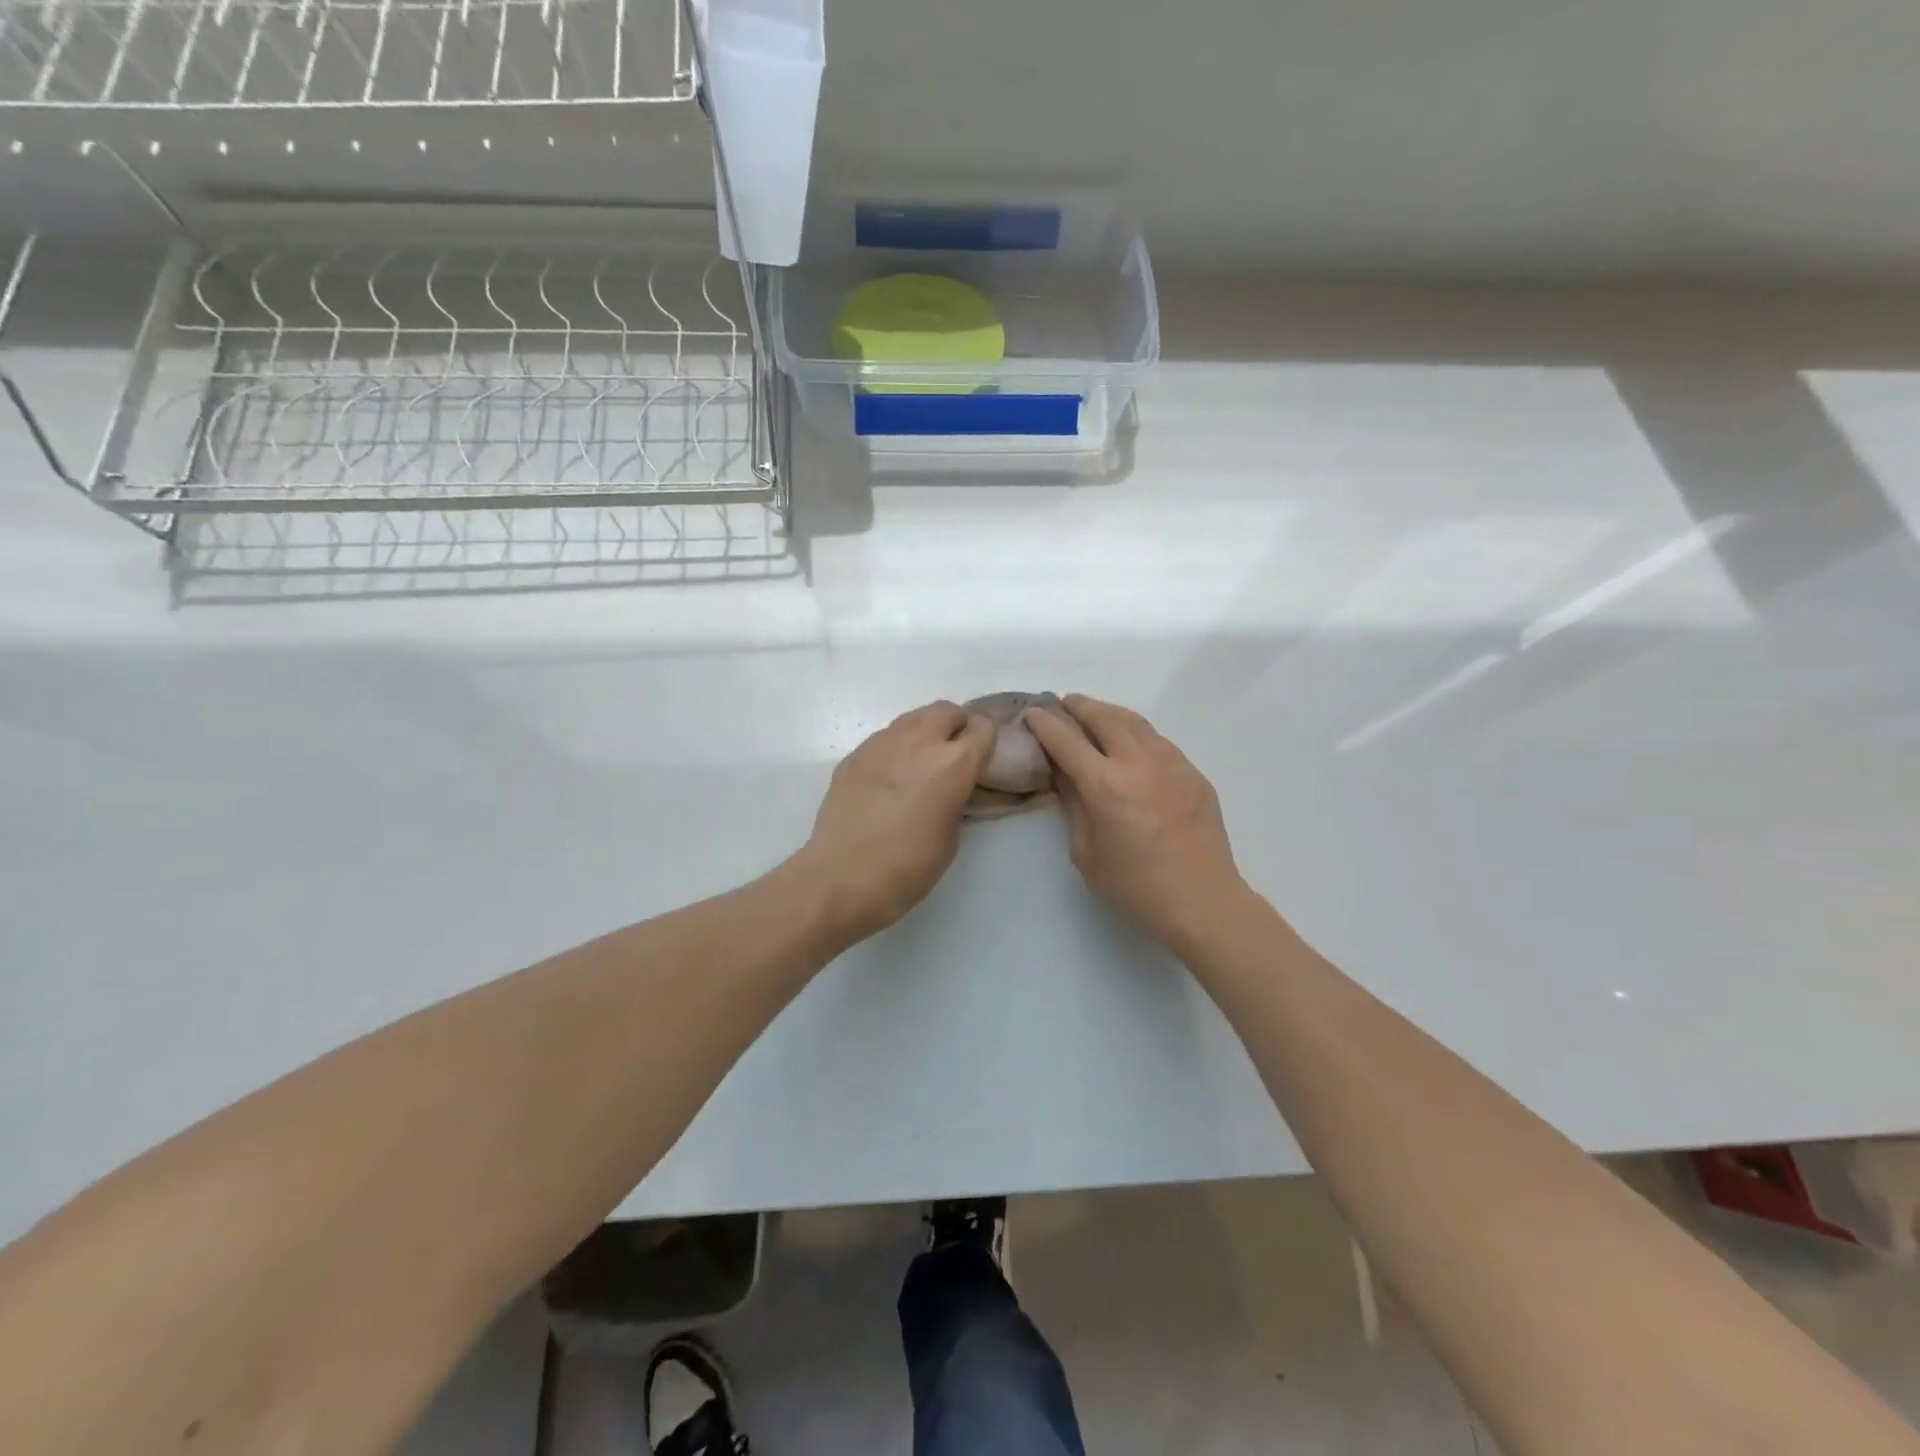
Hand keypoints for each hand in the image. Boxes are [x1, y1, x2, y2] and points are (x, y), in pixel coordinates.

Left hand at [798, 701, 995, 942]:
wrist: (843, 877)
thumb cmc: (907, 867)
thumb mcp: (951, 837)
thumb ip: (957, 800)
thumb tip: (951, 790)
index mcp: (955, 763)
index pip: (983, 728)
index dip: (986, 742)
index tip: (982, 760)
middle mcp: (920, 741)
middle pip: (947, 711)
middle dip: (955, 727)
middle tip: (952, 757)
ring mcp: (882, 743)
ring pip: (913, 719)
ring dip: (924, 733)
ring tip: (919, 766)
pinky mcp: (855, 754)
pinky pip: (885, 739)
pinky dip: (895, 750)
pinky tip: (888, 780)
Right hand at [1024, 695, 1245, 951]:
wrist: (1201, 900)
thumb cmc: (1134, 885)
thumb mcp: (1086, 851)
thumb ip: (1074, 805)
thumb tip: (1065, 775)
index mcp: (1104, 784)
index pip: (1066, 740)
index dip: (1045, 724)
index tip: (1033, 713)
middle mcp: (1137, 762)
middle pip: (1103, 717)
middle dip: (1079, 707)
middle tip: (1065, 703)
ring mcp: (1171, 763)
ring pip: (1135, 722)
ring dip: (1109, 713)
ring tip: (1095, 714)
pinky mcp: (1193, 772)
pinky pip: (1159, 741)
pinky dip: (1136, 733)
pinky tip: (1131, 743)